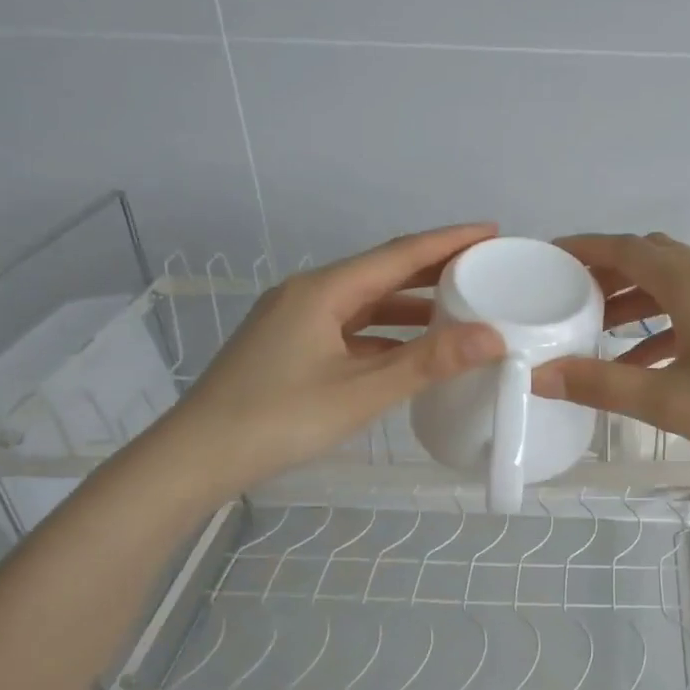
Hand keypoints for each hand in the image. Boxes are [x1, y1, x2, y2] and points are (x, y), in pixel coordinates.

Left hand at [156, 223, 505, 500]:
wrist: (196, 458)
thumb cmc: (279, 419)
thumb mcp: (362, 391)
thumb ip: (429, 363)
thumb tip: (493, 336)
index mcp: (324, 290)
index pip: (399, 254)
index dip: (448, 241)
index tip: (491, 231)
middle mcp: (309, 294)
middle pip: (382, 272)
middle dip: (434, 268)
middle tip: (484, 267)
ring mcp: (296, 320)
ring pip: (366, 301)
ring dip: (411, 303)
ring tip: (459, 307)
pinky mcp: (291, 346)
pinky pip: (351, 327)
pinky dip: (386, 332)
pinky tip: (411, 349)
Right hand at [532, 232, 689, 473]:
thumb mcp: (670, 401)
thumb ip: (601, 385)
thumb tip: (540, 376)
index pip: (626, 248)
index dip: (584, 248)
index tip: (548, 257)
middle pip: (651, 259)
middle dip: (606, 274)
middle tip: (567, 297)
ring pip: (675, 284)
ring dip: (635, 301)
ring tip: (596, 331)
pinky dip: (666, 324)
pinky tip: (646, 360)